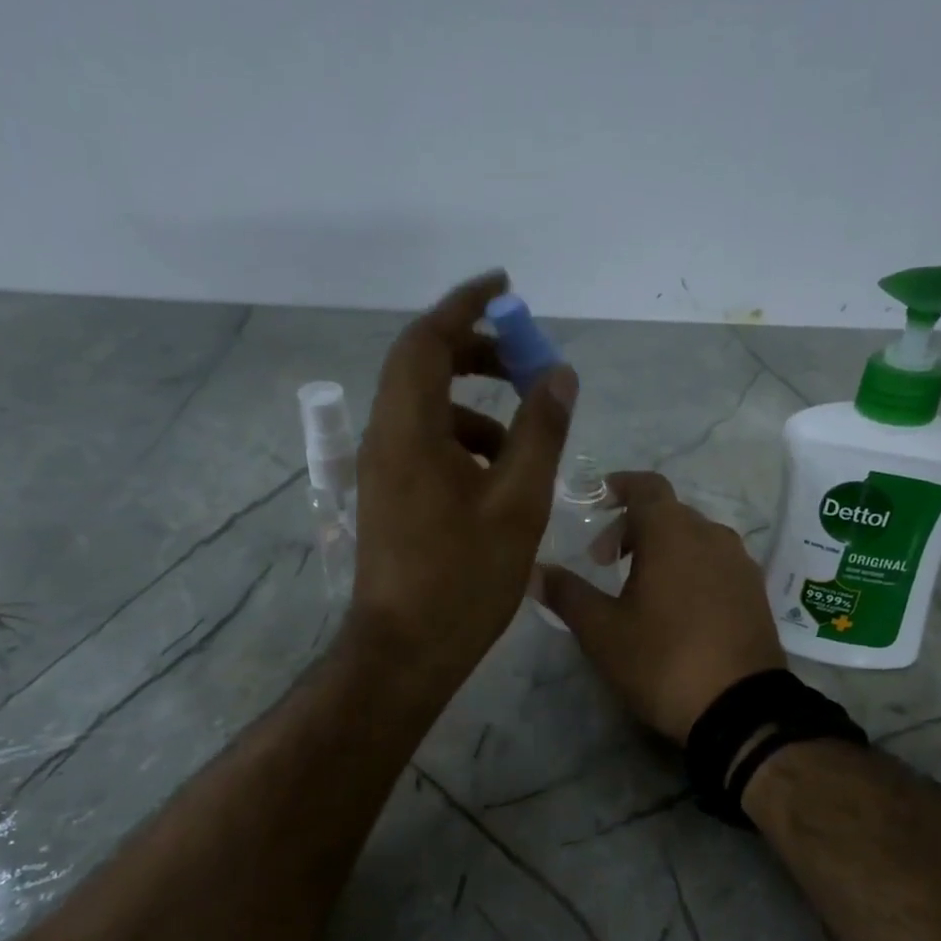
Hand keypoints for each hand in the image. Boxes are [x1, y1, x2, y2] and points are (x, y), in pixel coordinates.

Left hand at [349, 270, 577, 687]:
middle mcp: (384, 438)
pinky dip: (462, 441)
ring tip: (524, 435)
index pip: (428, 340)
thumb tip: (558, 375)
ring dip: (474, 406)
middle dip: (476, 354)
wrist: (406, 651)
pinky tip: (498, 476)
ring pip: (426, 410)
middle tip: (525, 361)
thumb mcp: (517, 503)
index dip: (465, 305)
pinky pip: (424, 444)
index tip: (506, 289)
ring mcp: (382, 470)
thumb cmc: (464, 579)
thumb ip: (540, 432)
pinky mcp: (389, 497)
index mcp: (409, 430)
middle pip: (423, 368)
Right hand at [537, 471, 784, 740]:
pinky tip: (677, 608)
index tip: (596, 503)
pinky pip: (716, 563)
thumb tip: (533, 570)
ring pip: (694, 538)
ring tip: (640, 587)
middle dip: (633, 527)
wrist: (740, 709)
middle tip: (605, 562)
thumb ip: (566, 594)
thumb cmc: (663, 660)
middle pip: (668, 512)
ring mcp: (740, 564)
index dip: (618, 487)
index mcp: (673, 533)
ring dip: (663, 549)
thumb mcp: (602, 632)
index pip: (645, 486)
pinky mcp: (755, 592)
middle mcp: (712, 535)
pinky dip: (690, 568)